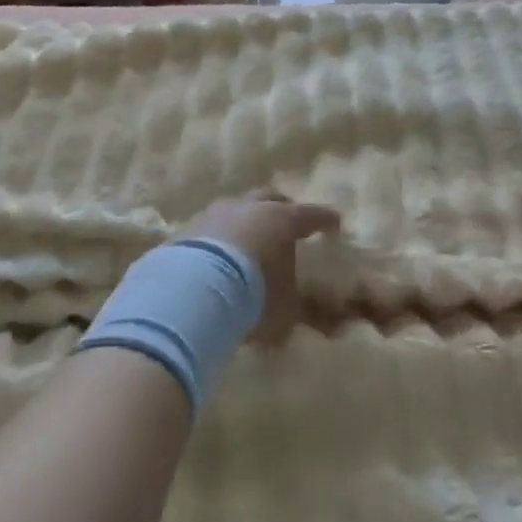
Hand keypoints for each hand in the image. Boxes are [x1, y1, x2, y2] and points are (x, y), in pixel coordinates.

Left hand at [183, 190, 340, 341]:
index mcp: (281, 220)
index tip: (335, 221)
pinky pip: (208, 230)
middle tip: (288, 219)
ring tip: (247, 240)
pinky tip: (215, 258)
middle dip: (282, 207)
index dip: (324, 219)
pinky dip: (217, 240)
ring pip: (236, 209)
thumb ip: (301, 308)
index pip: (310, 215)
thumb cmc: (253, 296)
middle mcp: (249, 208)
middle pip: (270, 198)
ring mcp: (214, 214)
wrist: (190, 291)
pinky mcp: (186, 230)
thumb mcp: (286, 310)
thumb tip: (324, 323)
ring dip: (245, 221)